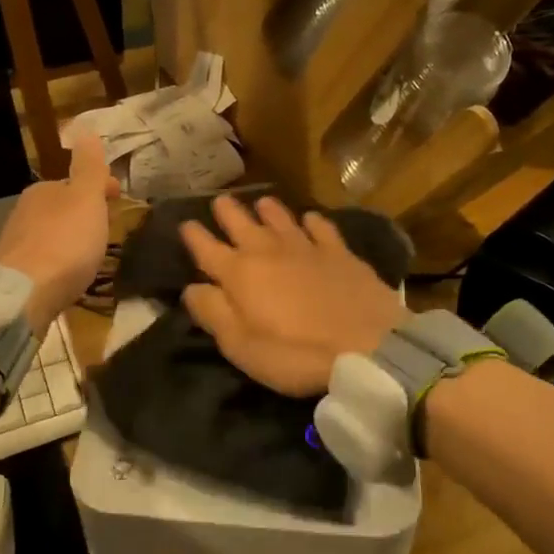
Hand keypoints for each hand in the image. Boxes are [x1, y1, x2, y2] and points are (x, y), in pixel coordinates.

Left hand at [0, 133, 118, 333]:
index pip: (75, 182)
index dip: (100, 187)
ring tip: (90, 250)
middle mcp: (25, 212)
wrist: (25, 294)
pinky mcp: (15, 273)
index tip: (119, 197)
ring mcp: (17, 243)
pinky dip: (58, 259)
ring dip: (70, 236)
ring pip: (51, 232)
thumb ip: (89, 167)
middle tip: (106, 225)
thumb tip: (85, 128)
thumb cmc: (65, 242)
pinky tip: (67, 272)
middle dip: (83, 212)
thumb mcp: (86, 199)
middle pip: (61, 207)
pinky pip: (43, 258)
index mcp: (43, 190)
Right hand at [181, 195, 404, 395]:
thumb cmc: (295, 353)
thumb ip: (212, 313)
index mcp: (239, 274)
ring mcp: (307, 248)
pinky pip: (321, 228)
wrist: (368, 345)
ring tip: (261, 202)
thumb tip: (191, 288)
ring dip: (267, 209)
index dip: (193, 235)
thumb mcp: (240, 346)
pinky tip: (310, 219)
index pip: (207, 248)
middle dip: (227, 212)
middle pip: (241, 223)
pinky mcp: (341, 253)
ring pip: (281, 219)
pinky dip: (312, 221)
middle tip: (220, 200)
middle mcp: (268, 251)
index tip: (185, 224)